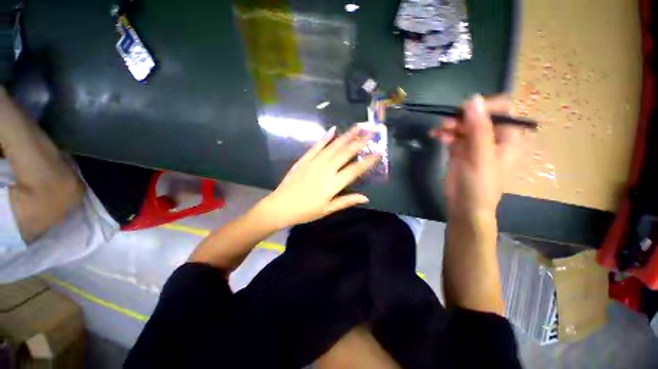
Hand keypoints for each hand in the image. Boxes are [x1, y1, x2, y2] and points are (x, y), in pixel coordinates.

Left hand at [255, 125, 380, 229]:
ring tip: (357, 127)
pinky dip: (325, 137)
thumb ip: (346, 201)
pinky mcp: (305, 159)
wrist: (281, 206)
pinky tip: (333, 129)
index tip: (379, 152)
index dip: (368, 161)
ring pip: (333, 146)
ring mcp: (315, 162)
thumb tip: (365, 198)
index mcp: (333, 184)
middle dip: (360, 141)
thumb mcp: (327, 210)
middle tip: (371, 131)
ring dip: (346, 136)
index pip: (355, 169)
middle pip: (346, 153)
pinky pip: (317, 146)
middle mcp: (326, 169)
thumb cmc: (305, 211)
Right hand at [437, 95, 524, 220]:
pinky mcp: (460, 151)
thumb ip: (478, 129)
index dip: (485, 106)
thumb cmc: (479, 184)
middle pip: (479, 116)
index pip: (502, 110)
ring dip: (451, 125)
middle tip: (447, 123)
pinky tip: (435, 136)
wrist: (464, 206)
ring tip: (439, 130)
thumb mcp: (481, 156)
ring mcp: (475, 145)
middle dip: (463, 117)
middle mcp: (492, 138)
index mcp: (508, 138)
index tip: (466, 111)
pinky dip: (444, 134)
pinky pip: (453, 136)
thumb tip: (472, 99)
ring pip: (464, 126)